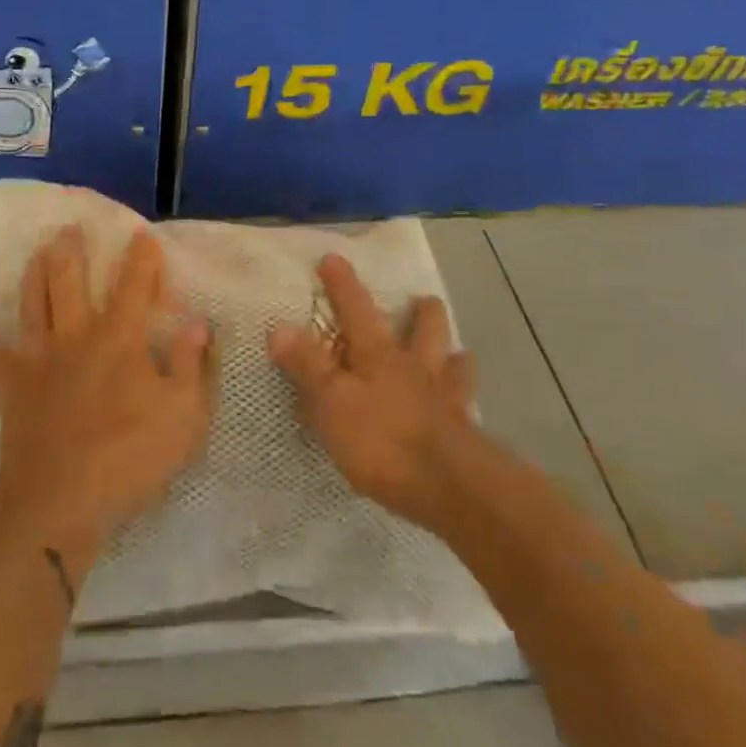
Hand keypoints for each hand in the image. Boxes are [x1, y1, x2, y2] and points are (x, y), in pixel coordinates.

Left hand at [0, 227, 211, 566]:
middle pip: (70, 282)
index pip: (134, 286)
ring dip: (34, 276)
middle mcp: (75, 336)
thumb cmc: (129, 456)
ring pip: (33, 305)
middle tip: (67, 228)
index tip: (142, 234)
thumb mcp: (183, 415)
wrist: (60, 499)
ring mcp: (39, 360)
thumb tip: (197, 323)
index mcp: (119, 338)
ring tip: (35, 253)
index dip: (141, 258)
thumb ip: (191, 365)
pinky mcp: (13, 389)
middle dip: (71, 252)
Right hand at [269, 254, 480, 534]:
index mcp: (379, 356)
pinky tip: (464, 407)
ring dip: (452, 352)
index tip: (333, 258)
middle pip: (424, 330)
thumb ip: (308, 366)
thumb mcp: (332, 403)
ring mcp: (446, 399)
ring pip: (454, 363)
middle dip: (422, 312)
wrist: (452, 488)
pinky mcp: (465, 433)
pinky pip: (466, 407)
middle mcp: (416, 368)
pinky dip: (463, 398)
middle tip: (422, 299)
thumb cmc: (383, 441)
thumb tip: (279, 326)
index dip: (342, 285)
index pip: (356, 311)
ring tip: (455, 350)